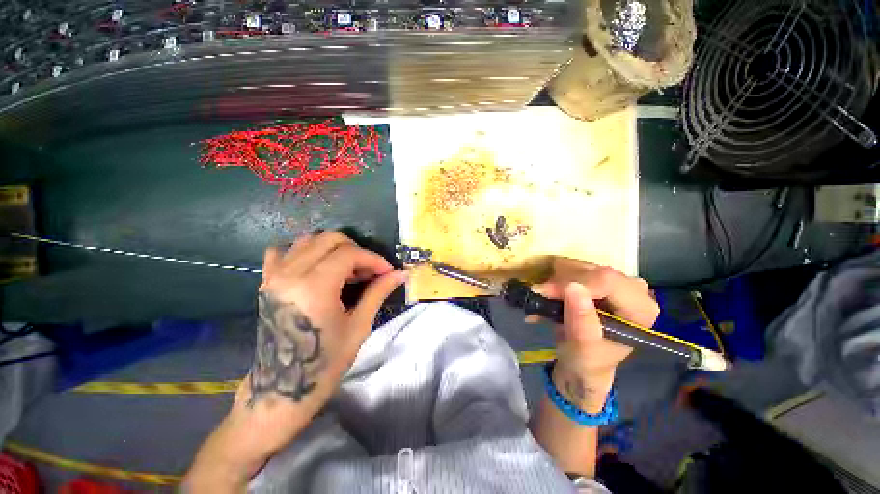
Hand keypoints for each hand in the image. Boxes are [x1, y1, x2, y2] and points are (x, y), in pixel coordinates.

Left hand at [186, 232, 405, 488]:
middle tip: (368, 271)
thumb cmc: (325, 362)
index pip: (349, 253)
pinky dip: (304, 251)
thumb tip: (401, 273)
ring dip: (334, 249)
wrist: (281, 389)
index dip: (373, 259)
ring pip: (308, 240)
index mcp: (314, 288)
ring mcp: (273, 276)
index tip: (387, 272)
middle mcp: (290, 275)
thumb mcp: (358, 325)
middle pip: (329, 239)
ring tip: (346, 270)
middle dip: (356, 250)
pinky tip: (316, 267)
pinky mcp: (266, 282)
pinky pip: (283, 251)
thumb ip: (378, 292)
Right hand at [533, 259, 658, 412]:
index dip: (573, 282)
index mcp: (641, 309)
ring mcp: (616, 281)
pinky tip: (547, 294)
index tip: (545, 292)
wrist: (582, 362)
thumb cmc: (587, 361)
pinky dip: (555, 278)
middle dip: (560, 282)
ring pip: (579, 266)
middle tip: (538, 295)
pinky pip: (573, 267)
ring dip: (555, 280)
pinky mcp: (599, 278)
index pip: (607, 281)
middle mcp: (633, 290)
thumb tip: (573, 287)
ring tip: (542, 298)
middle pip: (592, 270)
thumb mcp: (583, 349)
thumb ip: (582, 322)